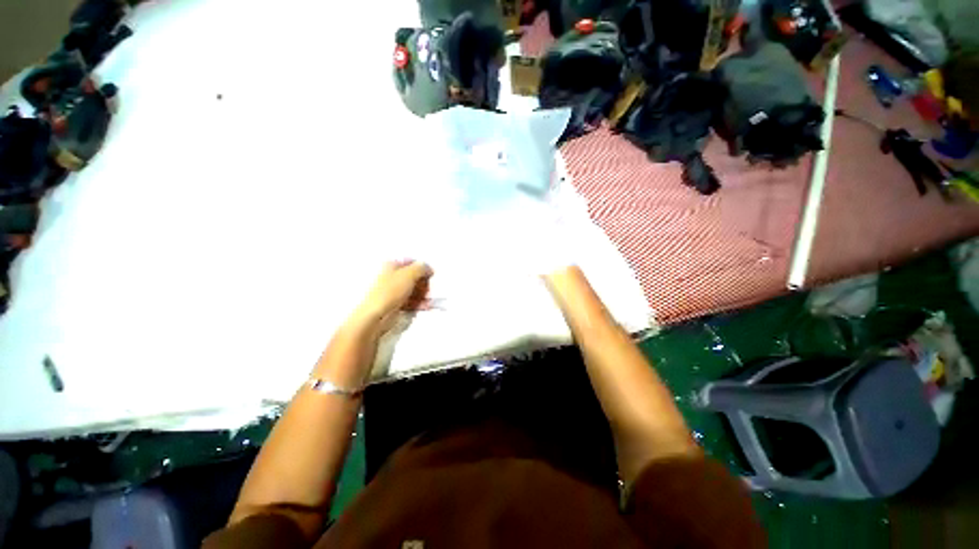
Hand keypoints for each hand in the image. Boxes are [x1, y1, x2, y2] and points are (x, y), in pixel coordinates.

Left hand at [346, 261, 433, 334]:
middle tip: (426, 290)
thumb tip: (429, 269)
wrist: (376, 315)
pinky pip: (411, 300)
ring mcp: (394, 291)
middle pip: (414, 277)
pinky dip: (419, 303)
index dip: (422, 269)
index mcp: (392, 265)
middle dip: (423, 284)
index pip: (412, 262)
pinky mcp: (396, 303)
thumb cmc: (390, 291)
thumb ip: (422, 267)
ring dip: (423, 295)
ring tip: (426, 301)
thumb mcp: (410, 274)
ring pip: (414, 290)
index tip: (429, 276)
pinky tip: (425, 306)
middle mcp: (392, 276)